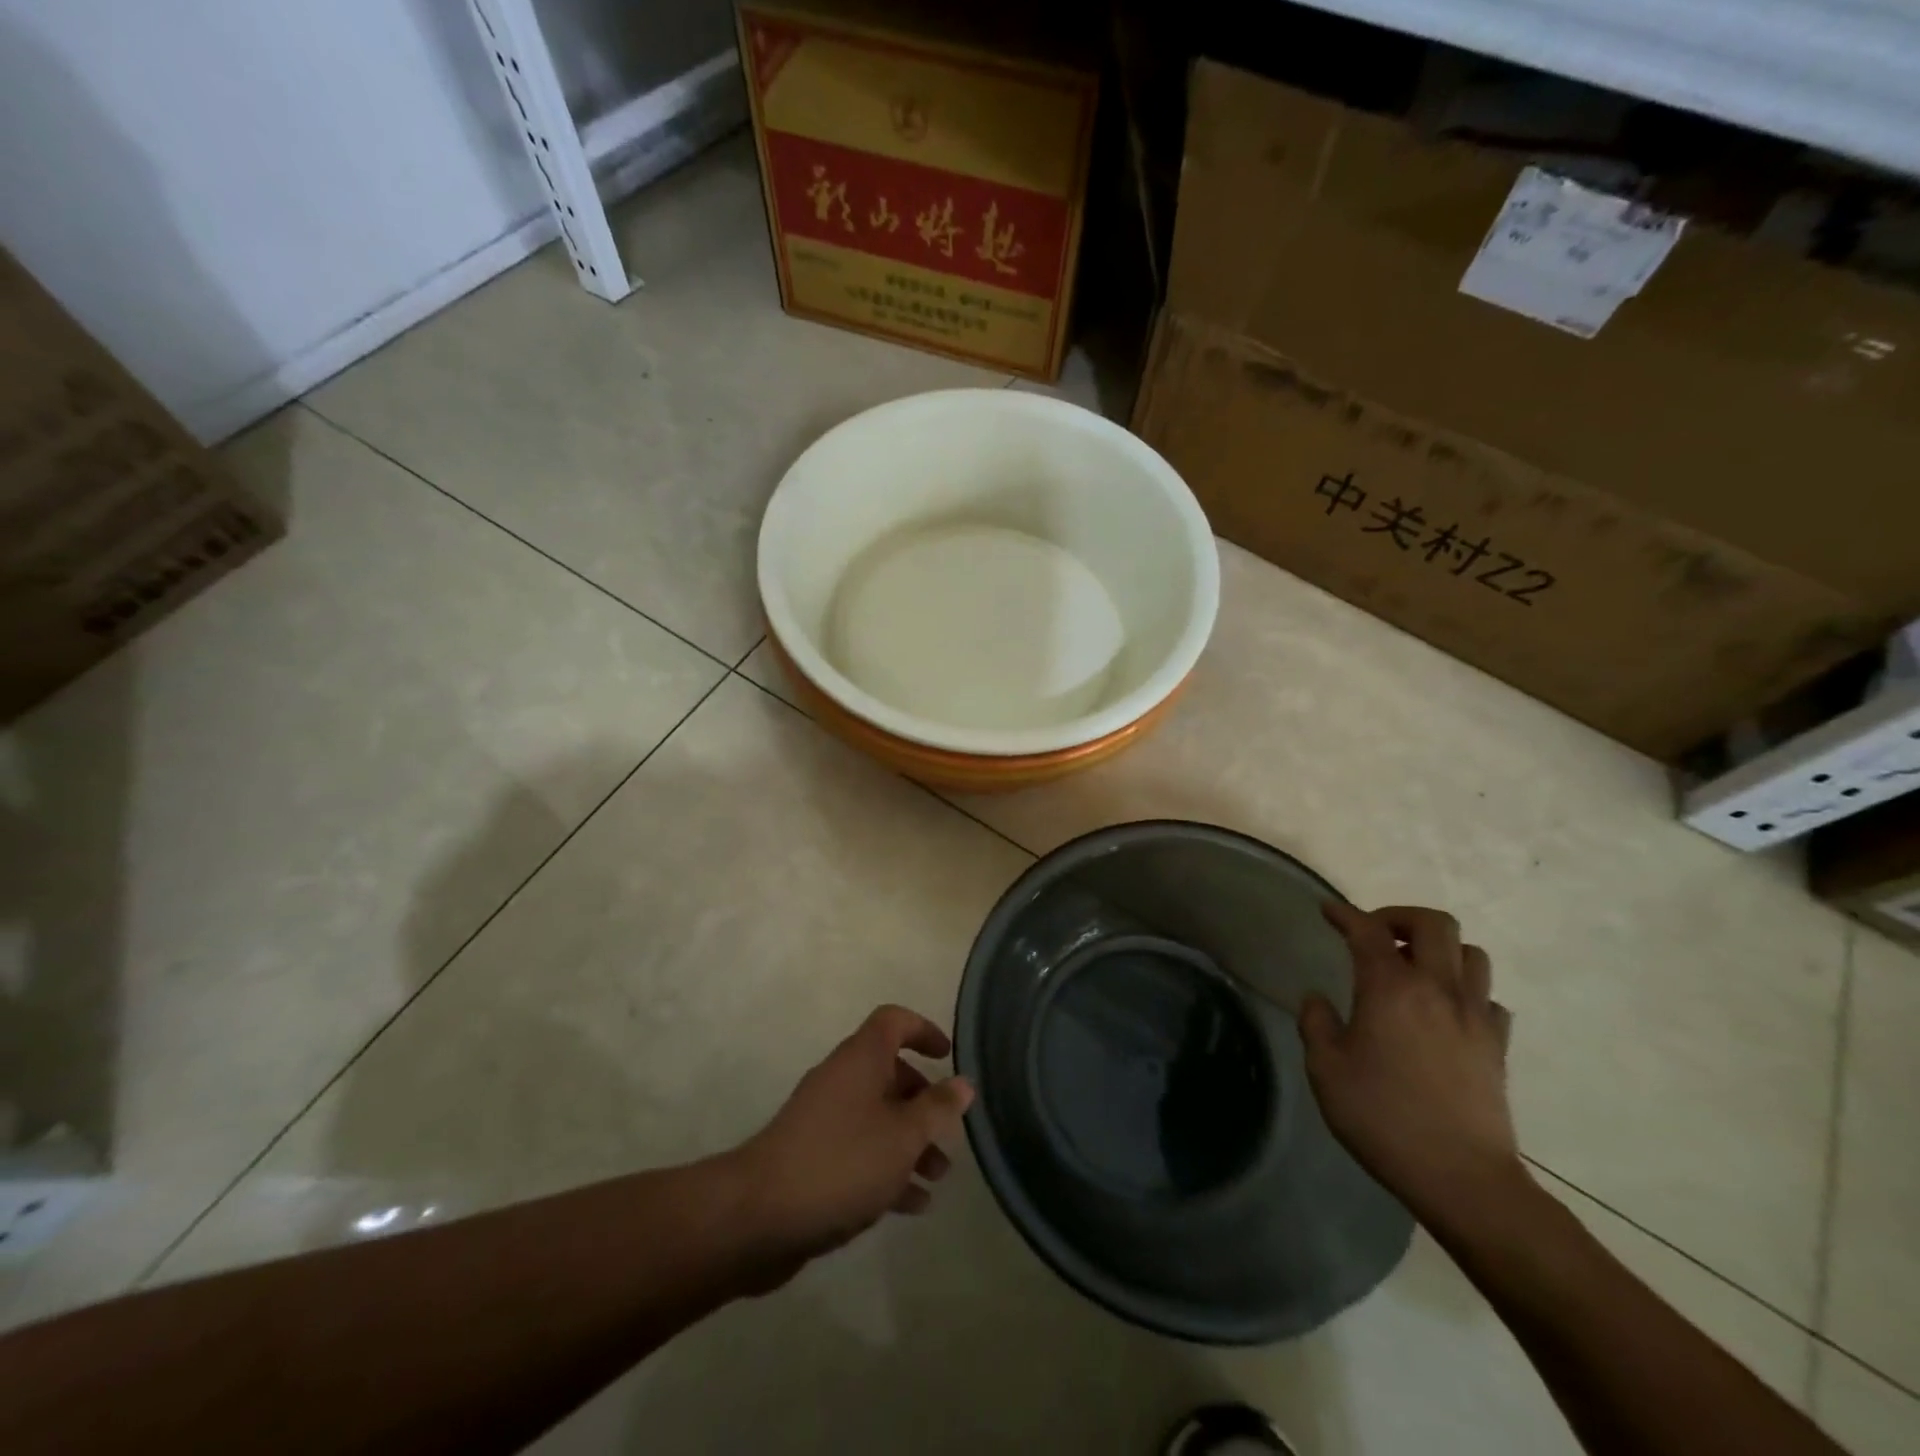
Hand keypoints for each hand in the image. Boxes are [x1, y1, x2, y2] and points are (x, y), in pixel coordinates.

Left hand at [729, 1005, 972, 1285]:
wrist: (759, 1216)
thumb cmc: (842, 1162)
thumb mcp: (903, 1135)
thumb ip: (936, 1108)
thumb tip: (963, 1082)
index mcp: (861, 1059)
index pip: (894, 1021)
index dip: (923, 1030)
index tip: (948, 1057)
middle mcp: (842, 1080)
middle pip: (890, 1074)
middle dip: (924, 1101)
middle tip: (949, 1134)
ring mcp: (824, 1121)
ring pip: (878, 1118)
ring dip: (911, 1142)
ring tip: (938, 1176)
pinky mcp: (813, 1160)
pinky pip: (860, 1153)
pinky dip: (888, 1170)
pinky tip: (912, 1205)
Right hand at [1301, 902, 1524, 1226]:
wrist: (1461, 1177)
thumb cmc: (1382, 1117)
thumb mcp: (1325, 1069)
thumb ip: (1316, 1024)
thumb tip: (1318, 1000)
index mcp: (1390, 987)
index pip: (1367, 930)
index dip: (1345, 914)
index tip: (1328, 911)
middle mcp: (1437, 988)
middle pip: (1434, 924)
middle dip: (1400, 917)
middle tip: (1376, 934)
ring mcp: (1475, 1016)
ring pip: (1472, 954)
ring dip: (1440, 950)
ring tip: (1414, 969)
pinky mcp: (1498, 1046)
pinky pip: (1489, 999)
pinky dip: (1468, 992)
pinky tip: (1447, 1013)